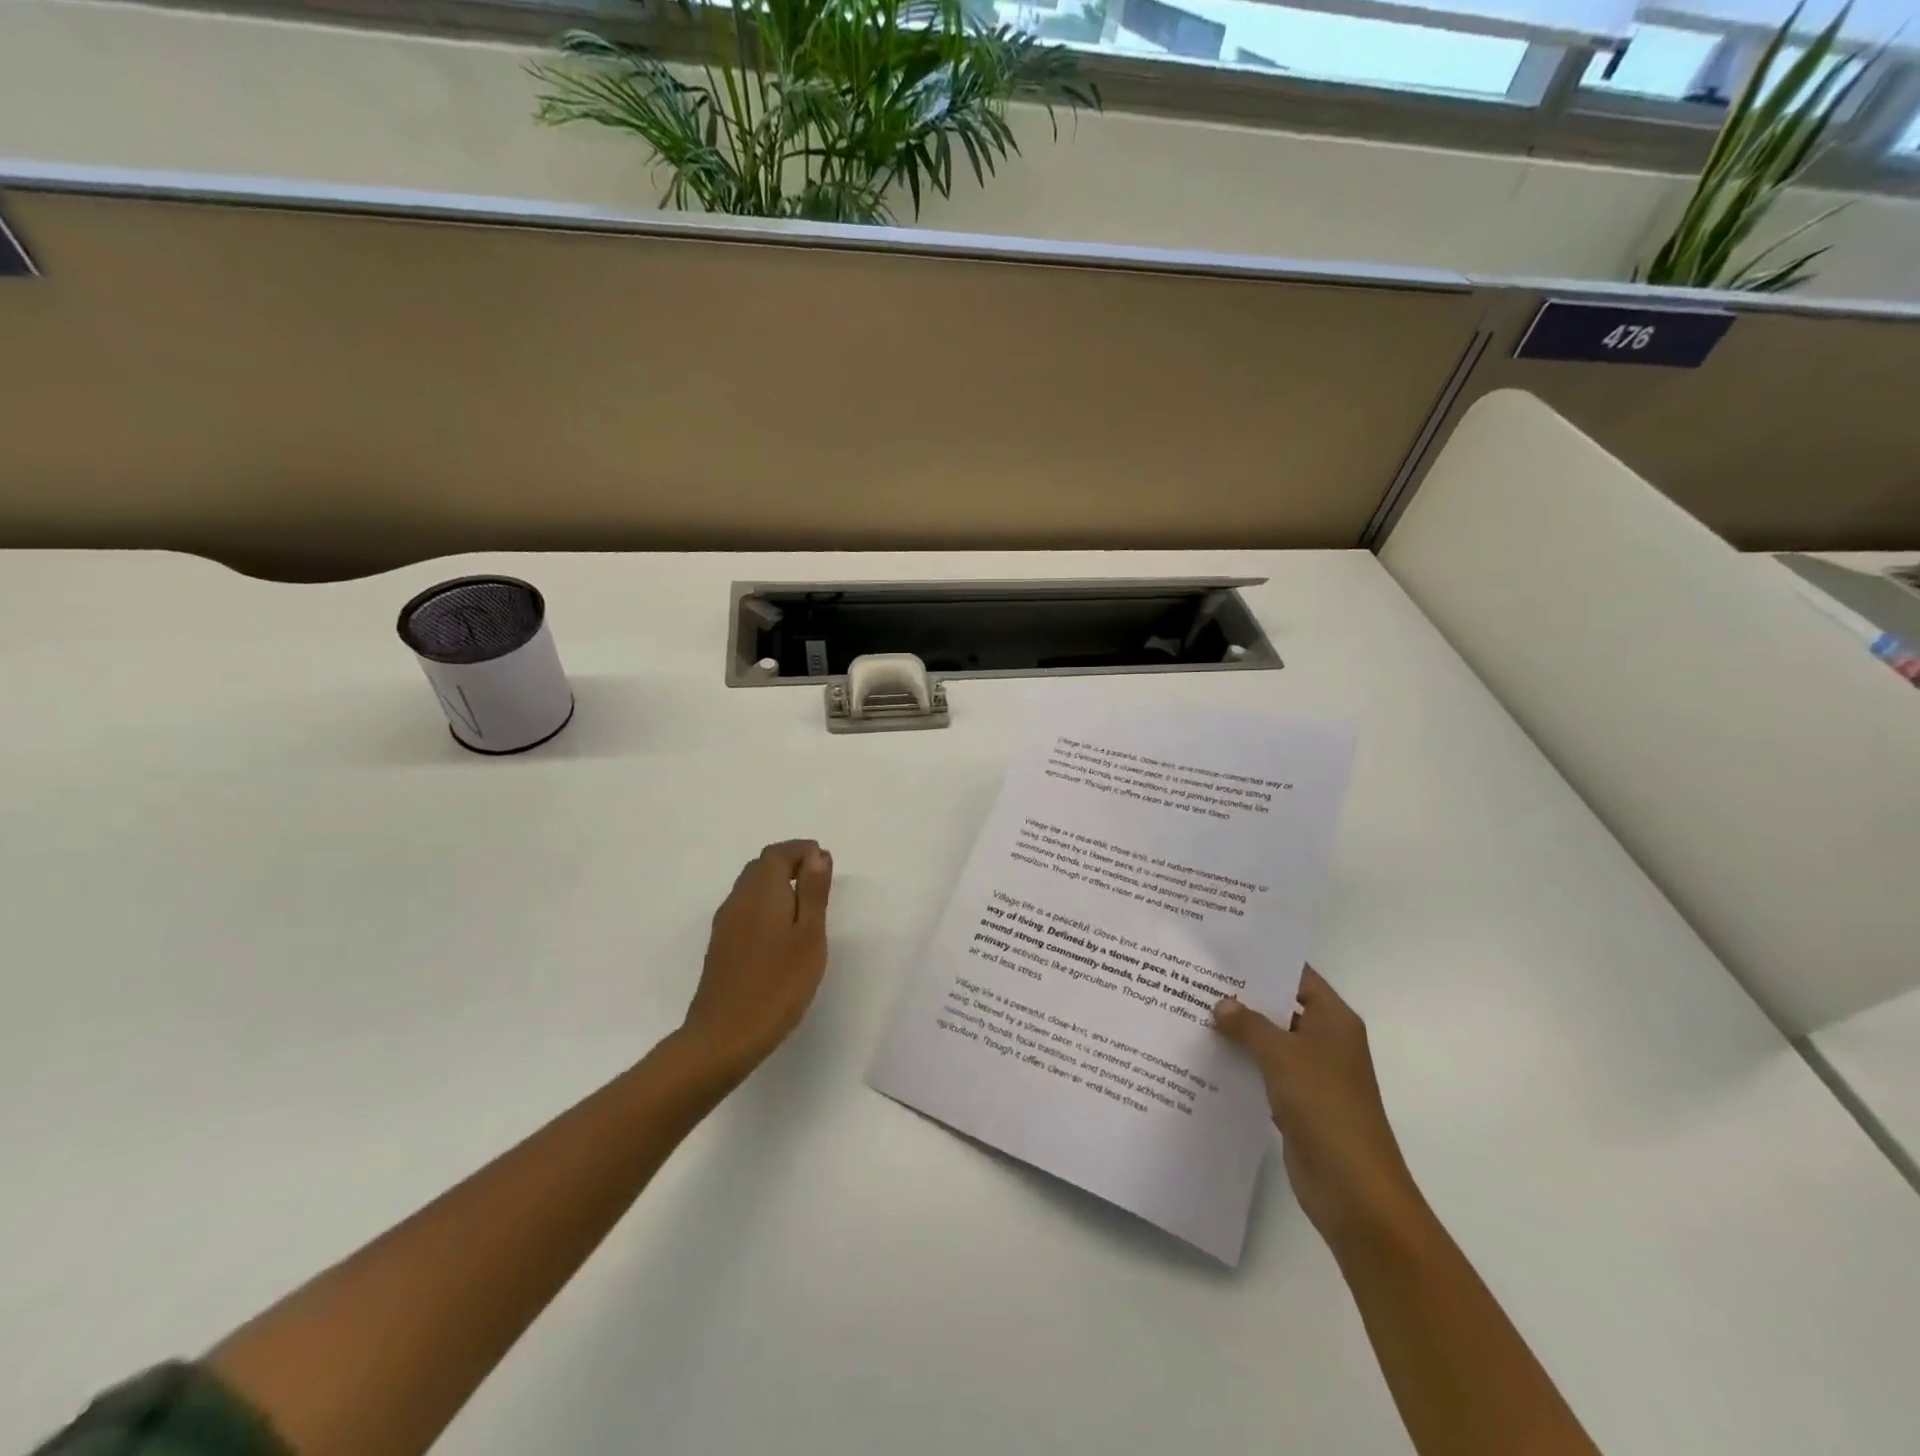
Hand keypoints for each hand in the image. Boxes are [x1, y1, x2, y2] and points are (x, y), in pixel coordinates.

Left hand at [679, 840, 833, 1080]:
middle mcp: (738, 900)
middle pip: (760, 867)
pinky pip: (744, 909)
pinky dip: (765, 904)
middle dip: (789, 863)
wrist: (724, 1036)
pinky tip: (780, 931)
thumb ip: (813, 892)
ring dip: (776, 884)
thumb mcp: (809, 935)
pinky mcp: (721, 947)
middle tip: (817, 879)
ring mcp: (725, 925)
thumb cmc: (778, 984)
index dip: (801, 850)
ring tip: (804, 904)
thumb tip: (816, 854)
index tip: (824, 861)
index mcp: (761, 892)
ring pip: (750, 888)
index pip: (777, 854)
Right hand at [1214, 967, 1428, 1257]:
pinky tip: (1206, 1057)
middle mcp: (1326, 1041)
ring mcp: (1313, 1075)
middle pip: (1281, 1008)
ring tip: (1192, 1012)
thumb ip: (1249, 1025)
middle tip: (1197, 978)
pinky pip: (1265, 1073)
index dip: (1264, 963)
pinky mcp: (1298, 1104)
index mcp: (1334, 1020)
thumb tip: (1221, 1004)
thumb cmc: (1324, 1107)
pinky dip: (1241, 1065)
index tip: (1223, 951)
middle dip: (1243, 997)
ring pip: (1270, 1042)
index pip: (1297, 977)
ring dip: (1239, 1033)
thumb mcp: (1282, 1055)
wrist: (1354, 1189)